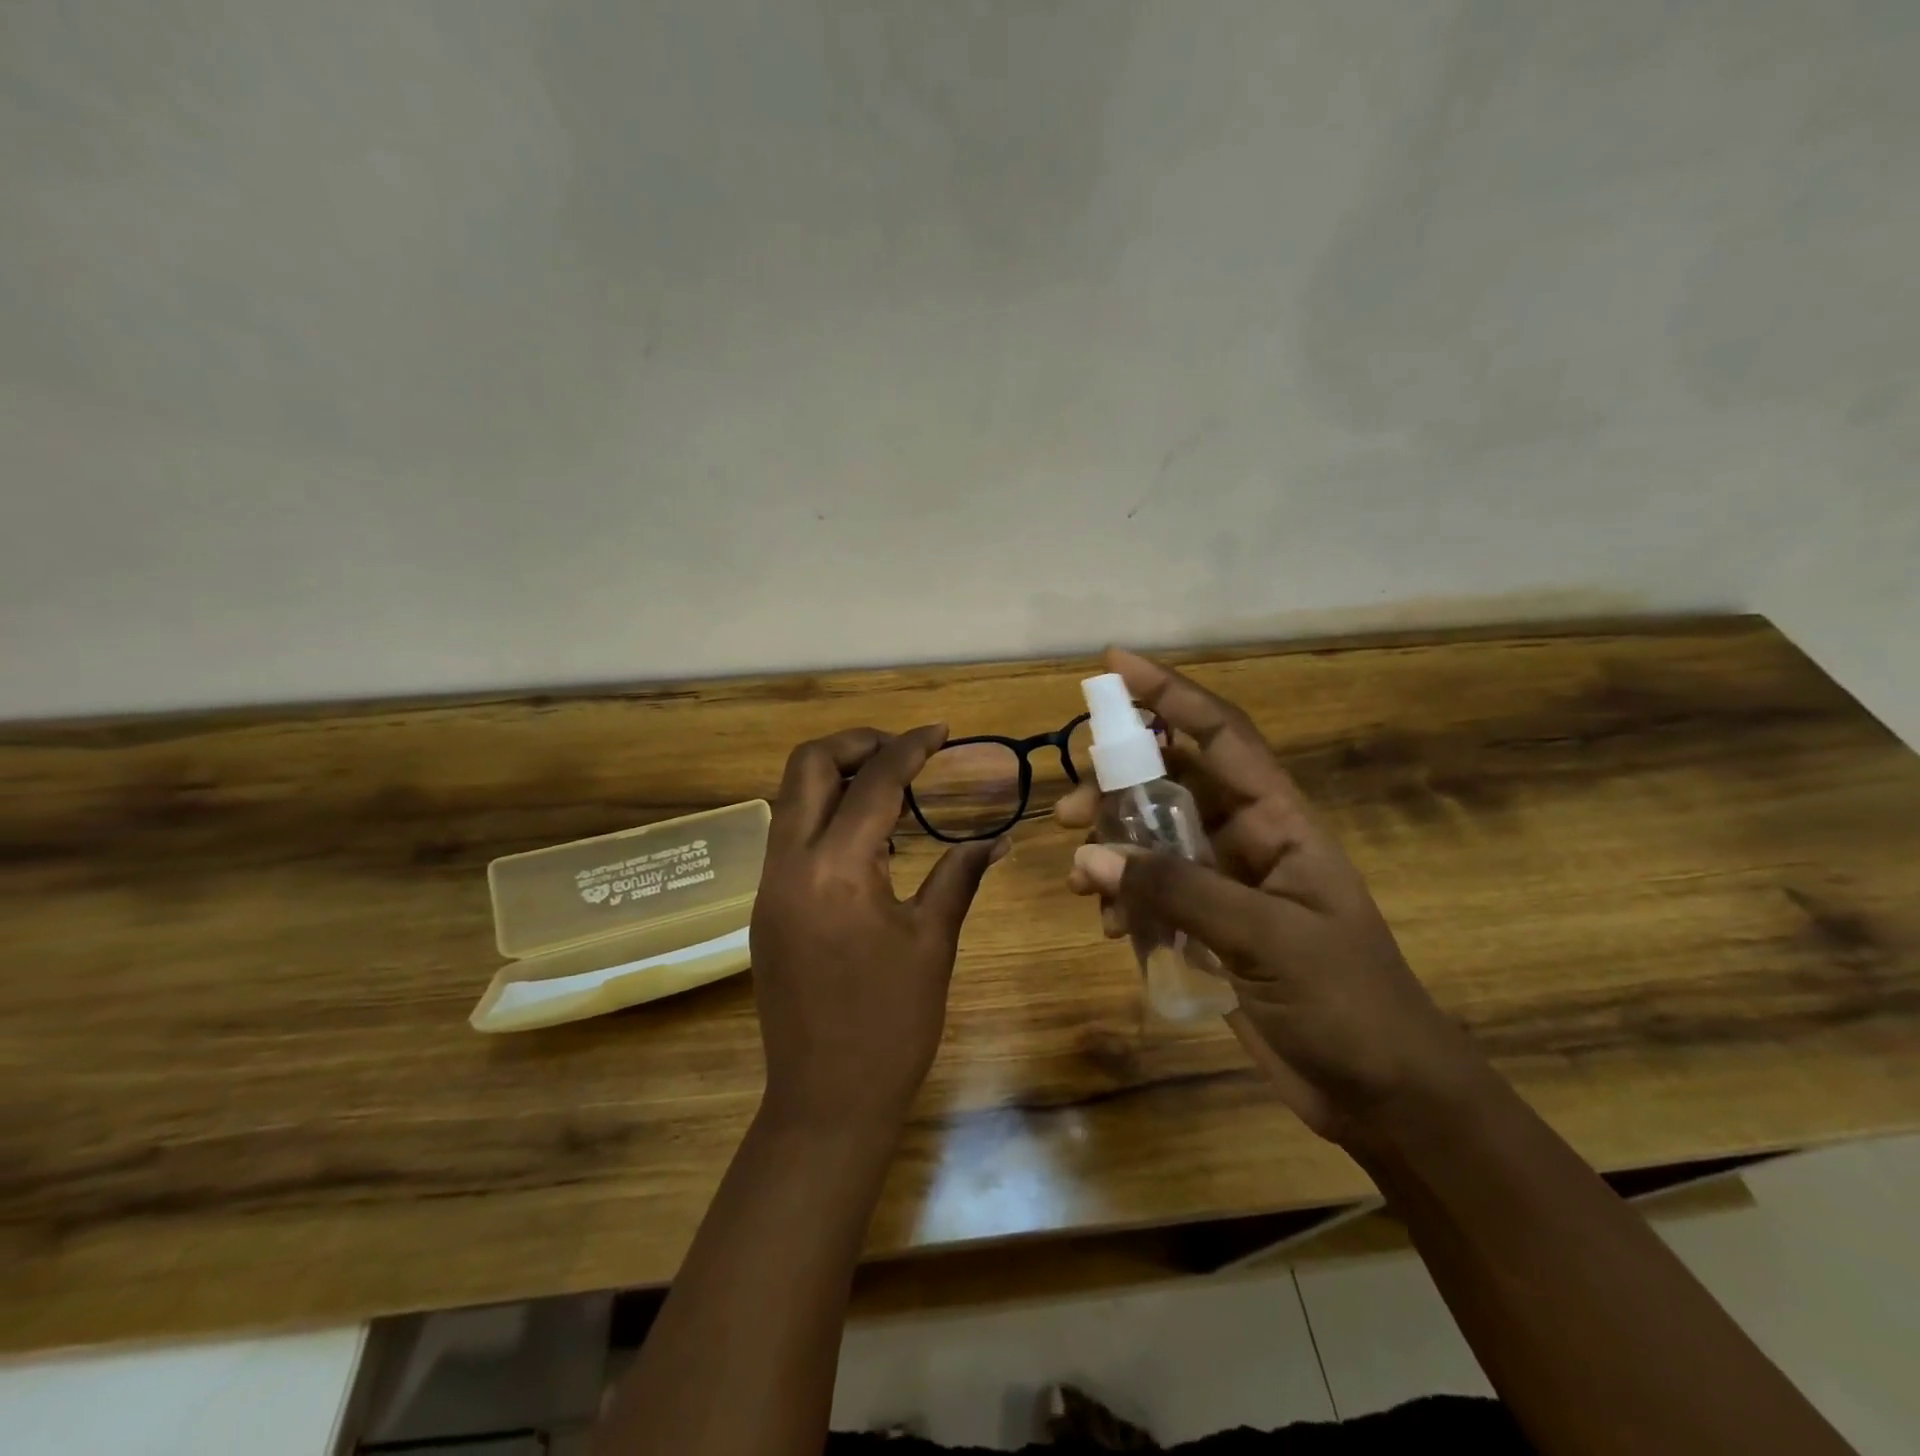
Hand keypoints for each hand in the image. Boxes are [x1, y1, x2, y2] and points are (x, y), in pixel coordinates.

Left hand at [752, 726, 1008, 1139]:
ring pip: (791, 797)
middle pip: (807, 765)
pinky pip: (790, 835)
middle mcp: (790, 864)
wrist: (825, 1099)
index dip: (911, 746)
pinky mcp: (765, 907)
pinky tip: (867, 839)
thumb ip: (959, 875)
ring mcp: (769, 885)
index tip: (942, 732)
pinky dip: (824, 815)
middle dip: (856, 744)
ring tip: (891, 790)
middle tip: (905, 754)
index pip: (873, 782)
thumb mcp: (932, 942)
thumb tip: (997, 838)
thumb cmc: (891, 1024)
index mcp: (836, 869)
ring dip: (836, 777)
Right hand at [1055, 650, 1482, 1143]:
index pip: (1219, 734)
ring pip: (1152, 840)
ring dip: (1111, 848)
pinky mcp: (1206, 927)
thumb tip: (1088, 856)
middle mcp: (1246, 839)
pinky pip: (1150, 893)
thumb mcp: (1266, 937)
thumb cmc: (1346, 1002)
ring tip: (1076, 875)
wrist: (1382, 1094)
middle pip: (1171, 782)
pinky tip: (1110, 930)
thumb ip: (1176, 891)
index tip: (1112, 666)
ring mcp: (1224, 884)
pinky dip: (1122, 901)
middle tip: (1071, 801)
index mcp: (1278, 820)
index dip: (1169, 692)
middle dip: (1117, 782)